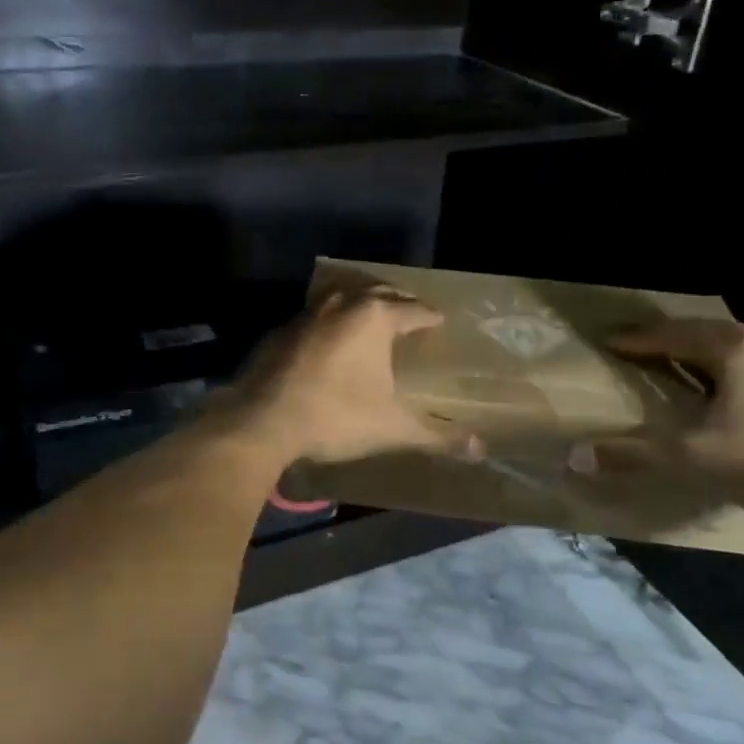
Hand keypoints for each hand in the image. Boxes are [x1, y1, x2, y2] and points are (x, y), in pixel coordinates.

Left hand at [233, 289, 471, 464]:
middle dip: (398, 301)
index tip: (439, 320)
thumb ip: (437, 436)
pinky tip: (328, 342)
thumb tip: (481, 450)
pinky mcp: (280, 330)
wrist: (262, 419)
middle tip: (410, 313)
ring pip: (343, 299)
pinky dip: (330, 323)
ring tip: (371, 320)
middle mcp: (342, 305)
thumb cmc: (336, 416)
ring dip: (360, 306)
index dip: (429, 316)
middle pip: (378, 294)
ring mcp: (307, 314)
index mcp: (374, 318)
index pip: (413, 310)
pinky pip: (315, 318)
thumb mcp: (392, 427)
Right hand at [572, 317, 743, 527]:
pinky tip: (734, 394)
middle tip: (639, 352)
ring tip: (682, 369)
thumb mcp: (694, 460)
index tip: (607, 342)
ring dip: (704, 354)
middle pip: (703, 332)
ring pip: (736, 346)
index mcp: (732, 349)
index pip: (668, 336)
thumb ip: (634, 454)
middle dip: (668, 341)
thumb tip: (576, 457)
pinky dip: (736, 370)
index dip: (634, 340)